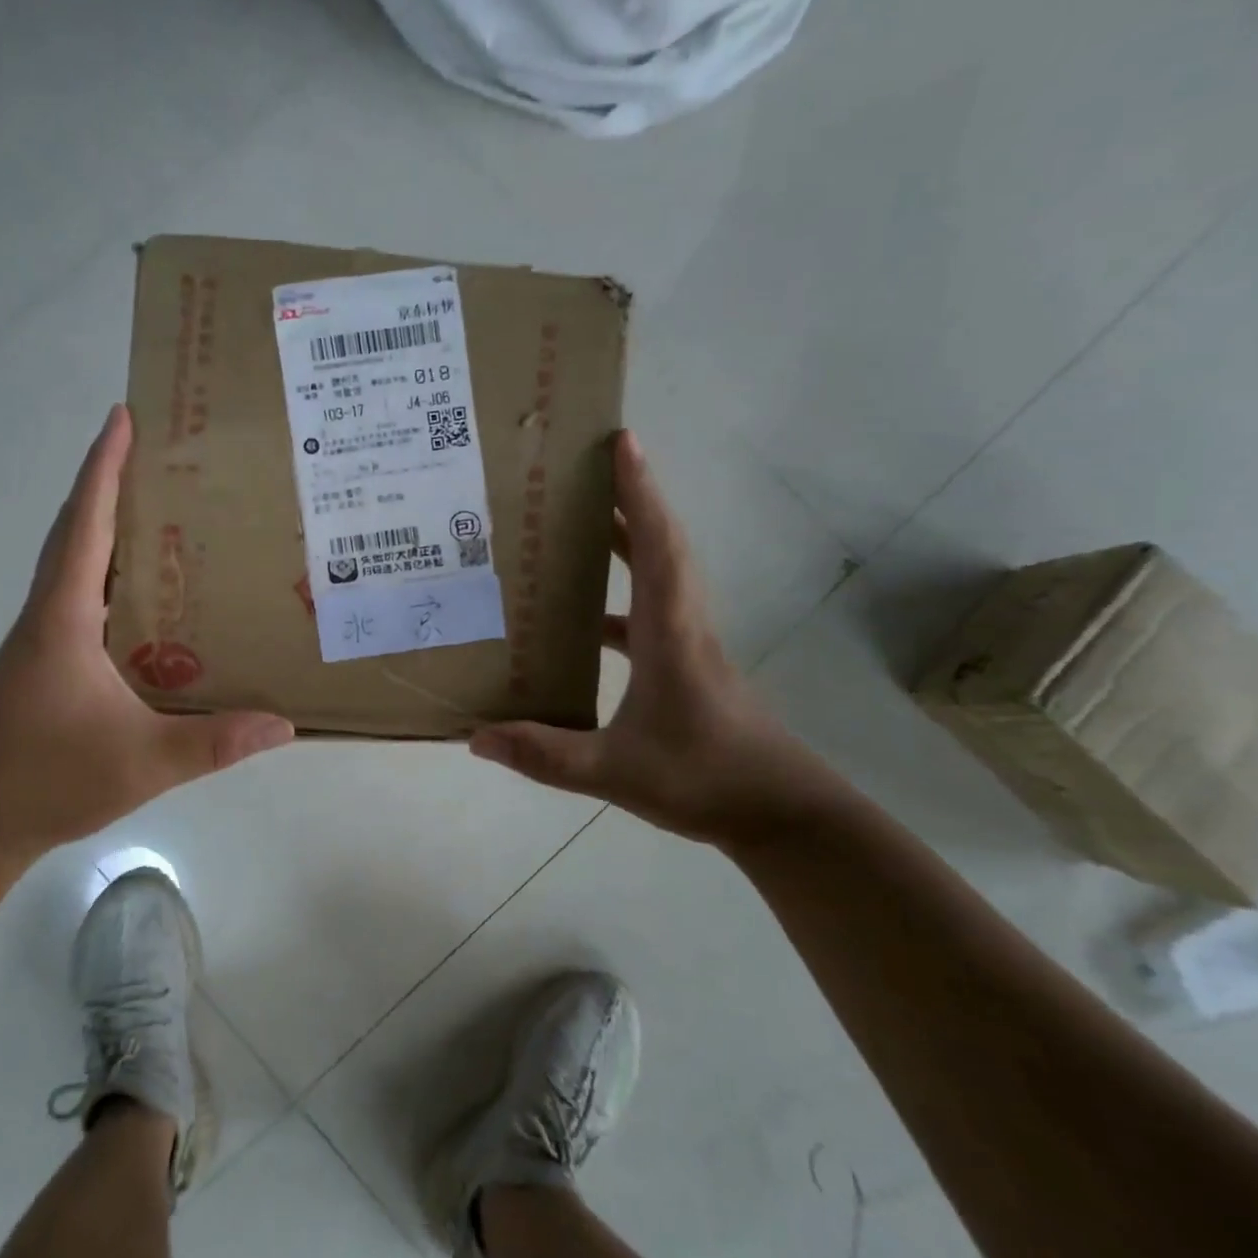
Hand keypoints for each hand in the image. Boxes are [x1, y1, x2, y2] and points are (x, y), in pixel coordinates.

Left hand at [0, 405, 293, 868]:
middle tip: (158, 454)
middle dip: (109, 483)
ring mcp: (41, 639)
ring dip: (107, 527)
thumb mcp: (142, 762)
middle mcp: (47, 615)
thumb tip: (285, 724)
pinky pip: (80, 597)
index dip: (103, 467)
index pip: (86, 525)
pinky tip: (146, 594)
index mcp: (63, 618)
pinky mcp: (44, 662)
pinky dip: (108, 573)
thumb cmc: (45, 779)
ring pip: (75, 564)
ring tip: (161, 510)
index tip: (122, 416)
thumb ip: (215, 742)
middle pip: (77, 531)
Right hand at [469, 430, 815, 846]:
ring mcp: (690, 645)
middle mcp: (684, 625)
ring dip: (630, 541)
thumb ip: (544, 754)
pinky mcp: (689, 666)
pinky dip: (623, 598)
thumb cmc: (705, 779)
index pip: (656, 545)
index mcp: (670, 632)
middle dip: (630, 499)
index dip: (639, 492)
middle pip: (661, 544)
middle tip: (588, 468)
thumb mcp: (614, 771)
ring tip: (582, 525)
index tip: (622, 442)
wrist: (782, 814)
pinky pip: (653, 613)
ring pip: (661, 574)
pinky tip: (587, 622)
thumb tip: (475, 738)